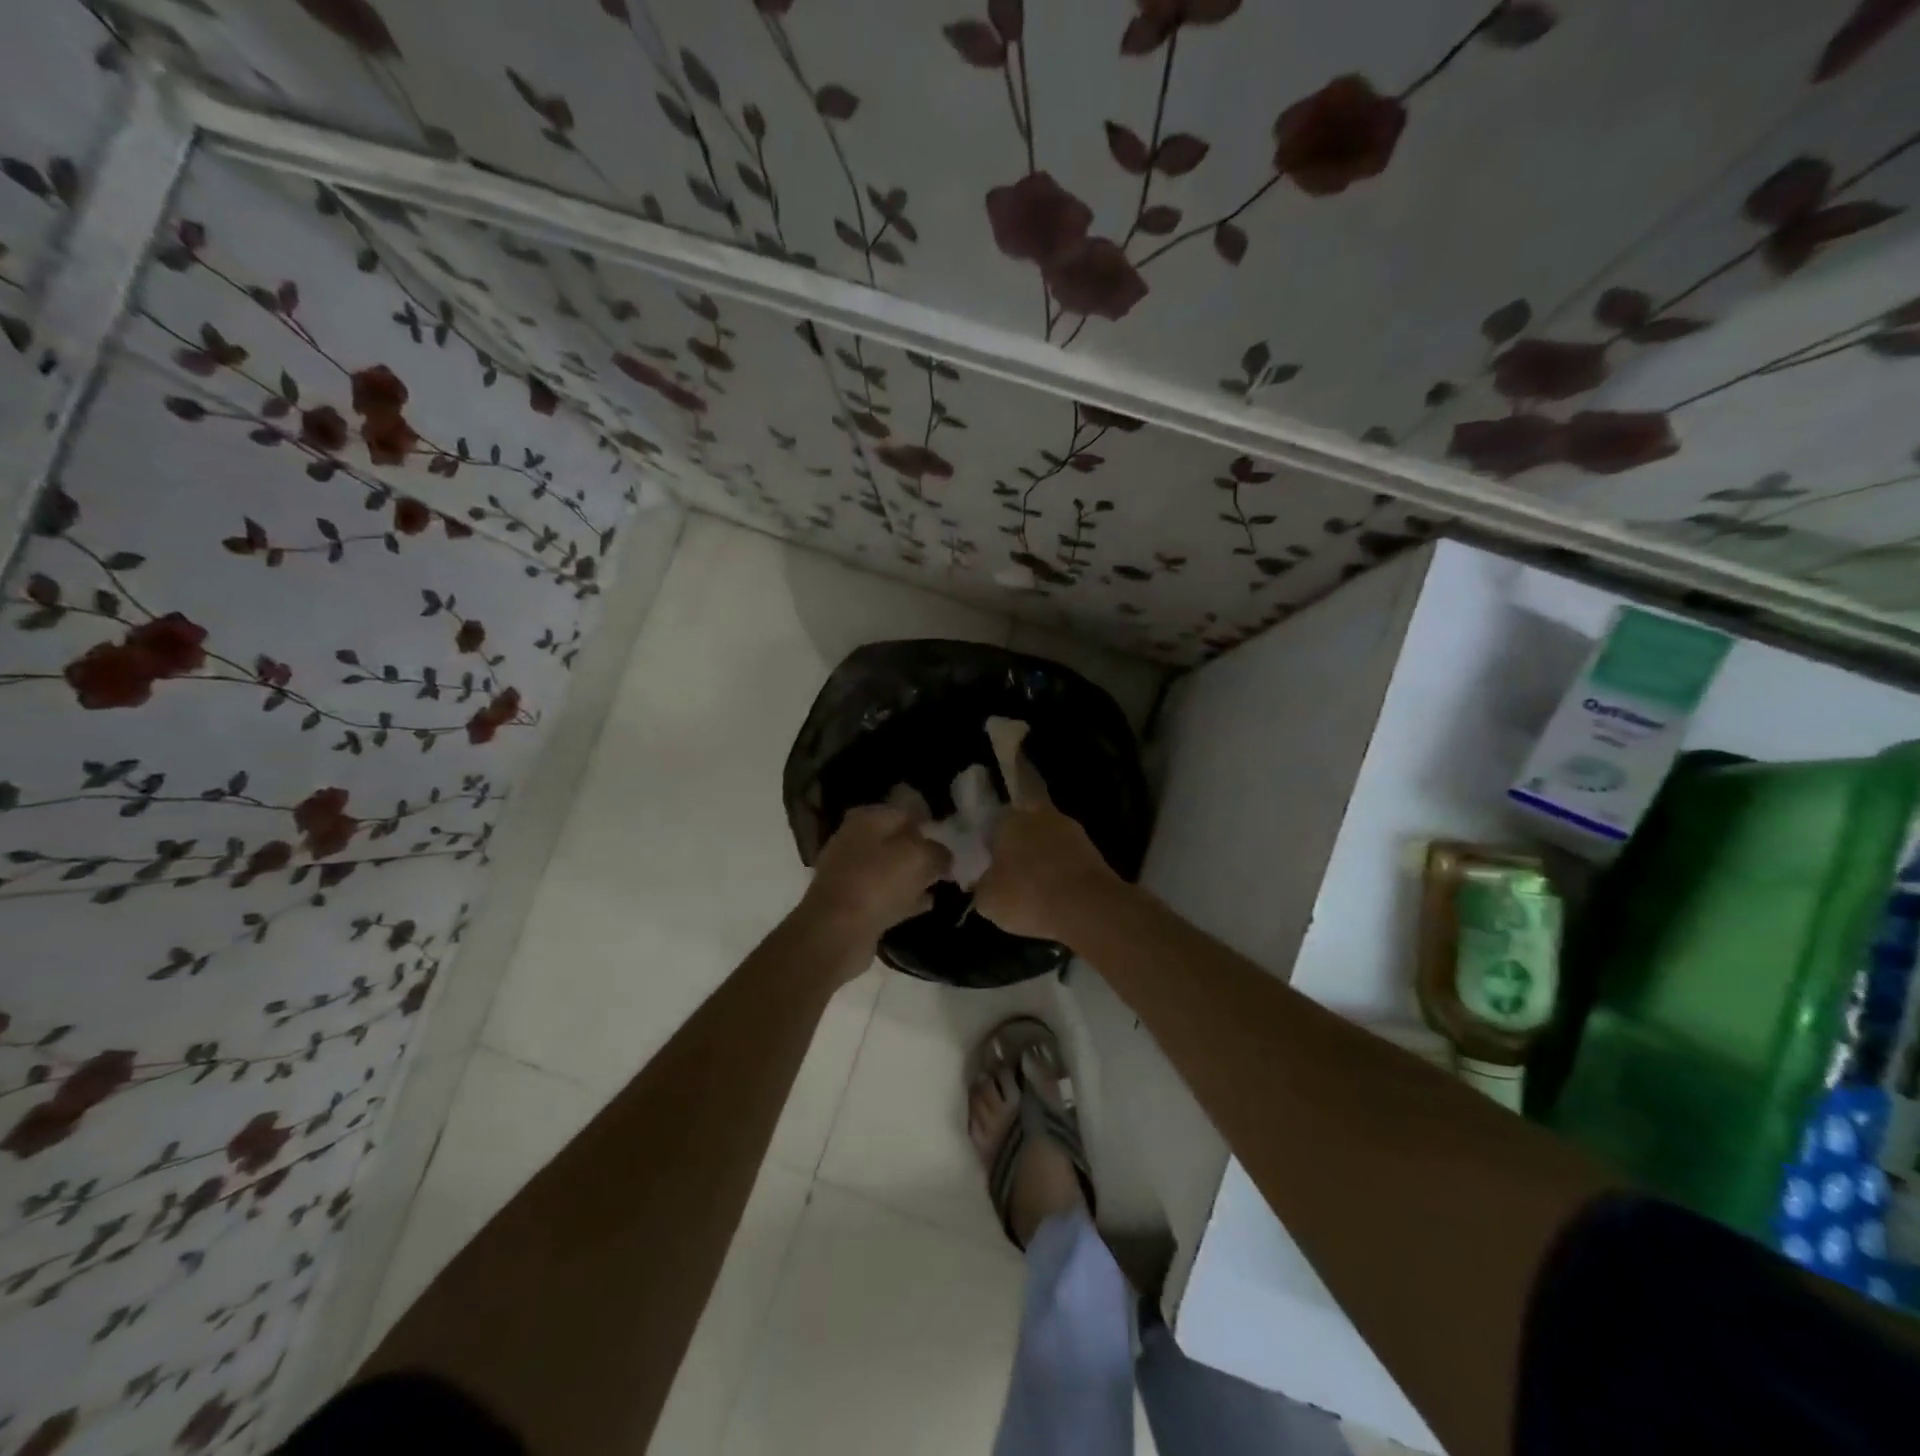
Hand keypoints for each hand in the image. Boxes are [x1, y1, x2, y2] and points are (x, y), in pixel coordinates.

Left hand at [800, 804, 950, 951]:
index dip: (932, 823)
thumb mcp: (920, 858)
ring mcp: (849, 872)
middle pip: (898, 840)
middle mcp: (854, 839)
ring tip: (941, 885)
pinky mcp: (850, 902)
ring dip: (914, 876)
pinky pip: (884, 894)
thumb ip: (939, 852)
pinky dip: (904, 898)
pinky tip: (925, 905)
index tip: (953, 839)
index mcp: (868, 818)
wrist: (836, 932)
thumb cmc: (878, 883)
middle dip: (923, 851)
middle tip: (949, 864)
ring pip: (891, 868)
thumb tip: (945, 856)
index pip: (907, 811)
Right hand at [974, 802, 1122, 945]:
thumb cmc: (1027, 895)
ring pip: (1050, 838)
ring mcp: (1072, 830)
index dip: (991, 837)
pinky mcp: (1094, 850)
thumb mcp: (987, 901)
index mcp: (1010, 819)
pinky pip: (1069, 856)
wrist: (1087, 907)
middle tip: (1012, 866)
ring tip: (1036, 883)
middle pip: (1026, 823)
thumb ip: (981, 886)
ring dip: (1044, 855)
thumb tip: (984, 882)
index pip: (995, 818)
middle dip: (1020, 840)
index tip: (989, 857)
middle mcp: (1041, 815)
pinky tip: (1056, 892)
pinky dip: (1062, 869)